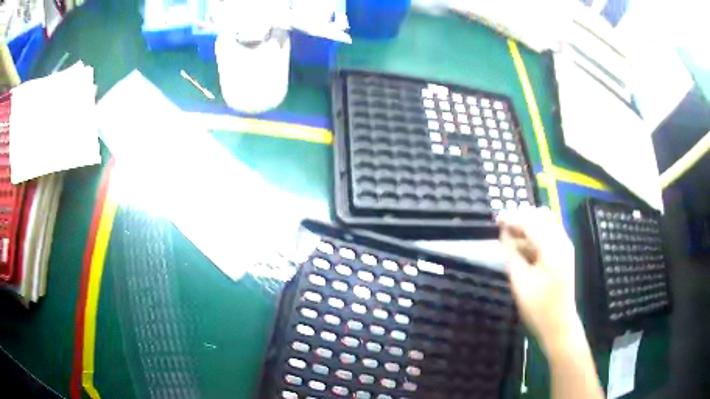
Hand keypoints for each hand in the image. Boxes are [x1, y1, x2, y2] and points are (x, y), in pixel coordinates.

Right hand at [498, 207, 581, 352]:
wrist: (558, 325)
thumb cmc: (538, 308)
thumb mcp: (520, 282)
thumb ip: (512, 254)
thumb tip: (504, 233)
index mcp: (553, 249)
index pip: (532, 222)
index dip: (513, 218)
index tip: (496, 219)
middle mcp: (562, 241)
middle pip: (541, 216)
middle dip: (522, 218)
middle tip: (503, 228)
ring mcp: (565, 246)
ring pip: (546, 222)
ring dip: (528, 224)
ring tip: (511, 236)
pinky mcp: (564, 253)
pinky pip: (549, 233)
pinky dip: (535, 233)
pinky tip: (523, 245)